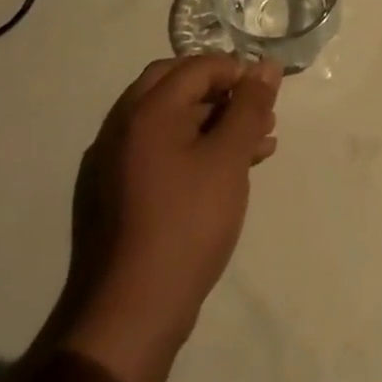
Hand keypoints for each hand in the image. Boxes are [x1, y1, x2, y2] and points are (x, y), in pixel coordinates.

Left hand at [65, 55, 280, 381]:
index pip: (197, 66)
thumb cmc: (186, 225)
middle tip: (257, 112)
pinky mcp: (115, 194)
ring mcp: (113, 162)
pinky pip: (158, 151)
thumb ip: (250, 107)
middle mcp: (122, 126)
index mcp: (146, 111)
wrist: (129, 316)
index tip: (268, 93)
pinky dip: (192, 148)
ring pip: (170, 120)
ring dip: (212, 121)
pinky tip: (226, 173)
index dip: (237, 71)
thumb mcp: (229, 160)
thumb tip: (266, 65)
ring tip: (257, 145)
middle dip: (222, 92)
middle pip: (176, 85)